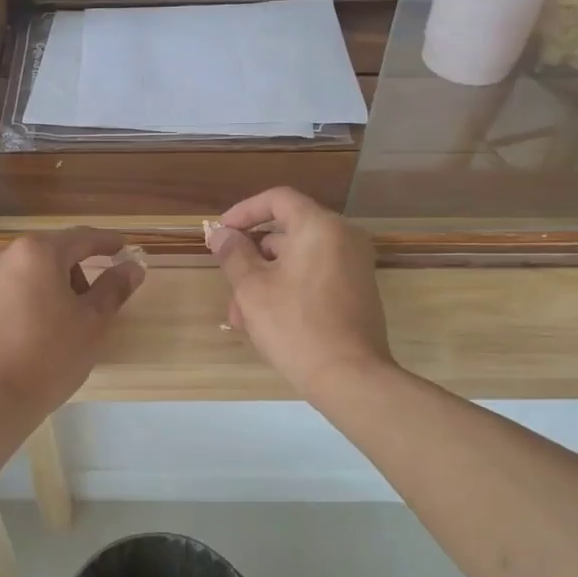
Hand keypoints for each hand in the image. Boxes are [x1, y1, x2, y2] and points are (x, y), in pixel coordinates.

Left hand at [0, 228, 144, 425]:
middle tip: (92, 304)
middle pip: (51, 254)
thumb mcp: (91, 323)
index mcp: (37, 252)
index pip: (81, 238)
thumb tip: (132, 267)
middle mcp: (3, 255)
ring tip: (59, 325)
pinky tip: (30, 334)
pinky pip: (5, 292)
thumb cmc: (48, 358)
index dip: (106, 242)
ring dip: (49, 287)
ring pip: (26, 273)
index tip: (123, 247)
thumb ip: (113, 288)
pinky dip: (24, 302)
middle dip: (75, 272)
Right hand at [207, 188, 392, 401]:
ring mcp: (354, 266)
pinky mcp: (356, 292)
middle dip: (251, 258)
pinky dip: (287, 291)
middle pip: (287, 233)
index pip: (278, 199)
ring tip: (239, 318)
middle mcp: (344, 238)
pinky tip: (264, 324)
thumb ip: (233, 254)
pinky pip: (314, 278)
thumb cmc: (295, 325)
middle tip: (227, 283)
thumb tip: (221, 234)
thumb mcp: (252, 288)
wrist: (349, 376)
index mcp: (320, 227)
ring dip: (264, 281)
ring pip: (297, 261)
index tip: (221, 233)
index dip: (244, 212)